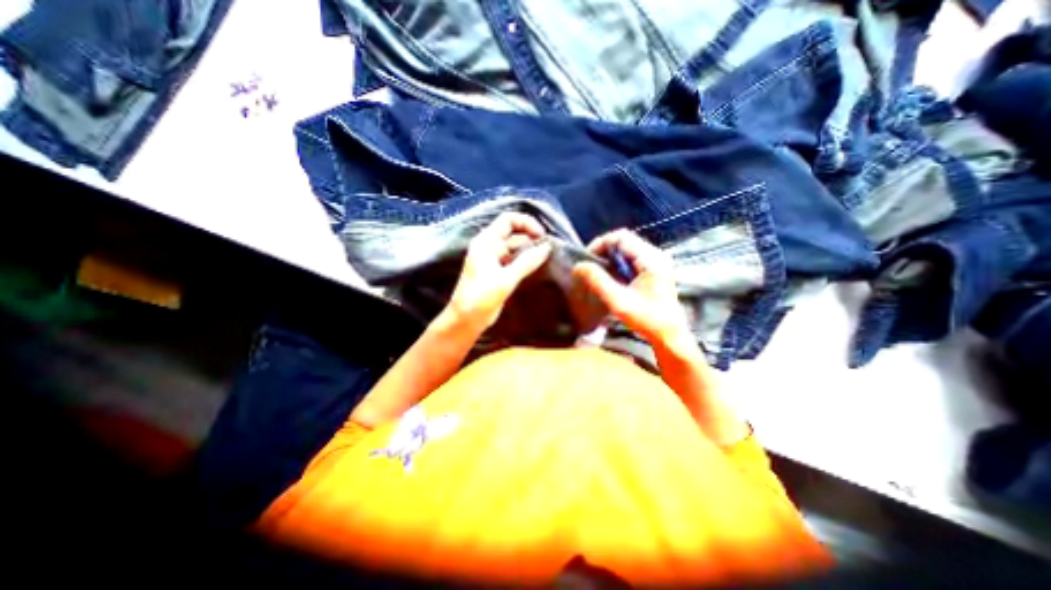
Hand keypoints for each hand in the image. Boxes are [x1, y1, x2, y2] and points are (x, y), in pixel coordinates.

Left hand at [442, 212, 553, 334]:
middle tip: (549, 248)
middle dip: (531, 236)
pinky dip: (526, 260)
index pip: (508, 219)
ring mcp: (494, 259)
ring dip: (530, 249)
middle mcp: (490, 246)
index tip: (542, 236)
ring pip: (515, 246)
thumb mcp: (505, 279)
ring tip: (547, 256)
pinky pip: (514, 259)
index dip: (527, 223)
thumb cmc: (481, 298)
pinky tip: (538, 265)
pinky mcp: (498, 271)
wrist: (466, 320)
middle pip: (514, 232)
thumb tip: (547, 246)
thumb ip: (527, 262)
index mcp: (486, 242)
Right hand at [571, 229, 695, 346]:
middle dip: (603, 250)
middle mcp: (656, 254)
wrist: (670, 335)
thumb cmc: (647, 319)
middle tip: (590, 266)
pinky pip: (631, 258)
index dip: (600, 244)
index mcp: (651, 258)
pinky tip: (611, 277)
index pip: (621, 237)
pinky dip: (618, 264)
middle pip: (624, 241)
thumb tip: (579, 266)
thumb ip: (598, 281)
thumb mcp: (618, 301)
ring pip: (627, 249)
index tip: (587, 259)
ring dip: (610, 258)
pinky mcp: (655, 269)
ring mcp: (657, 261)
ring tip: (597, 272)